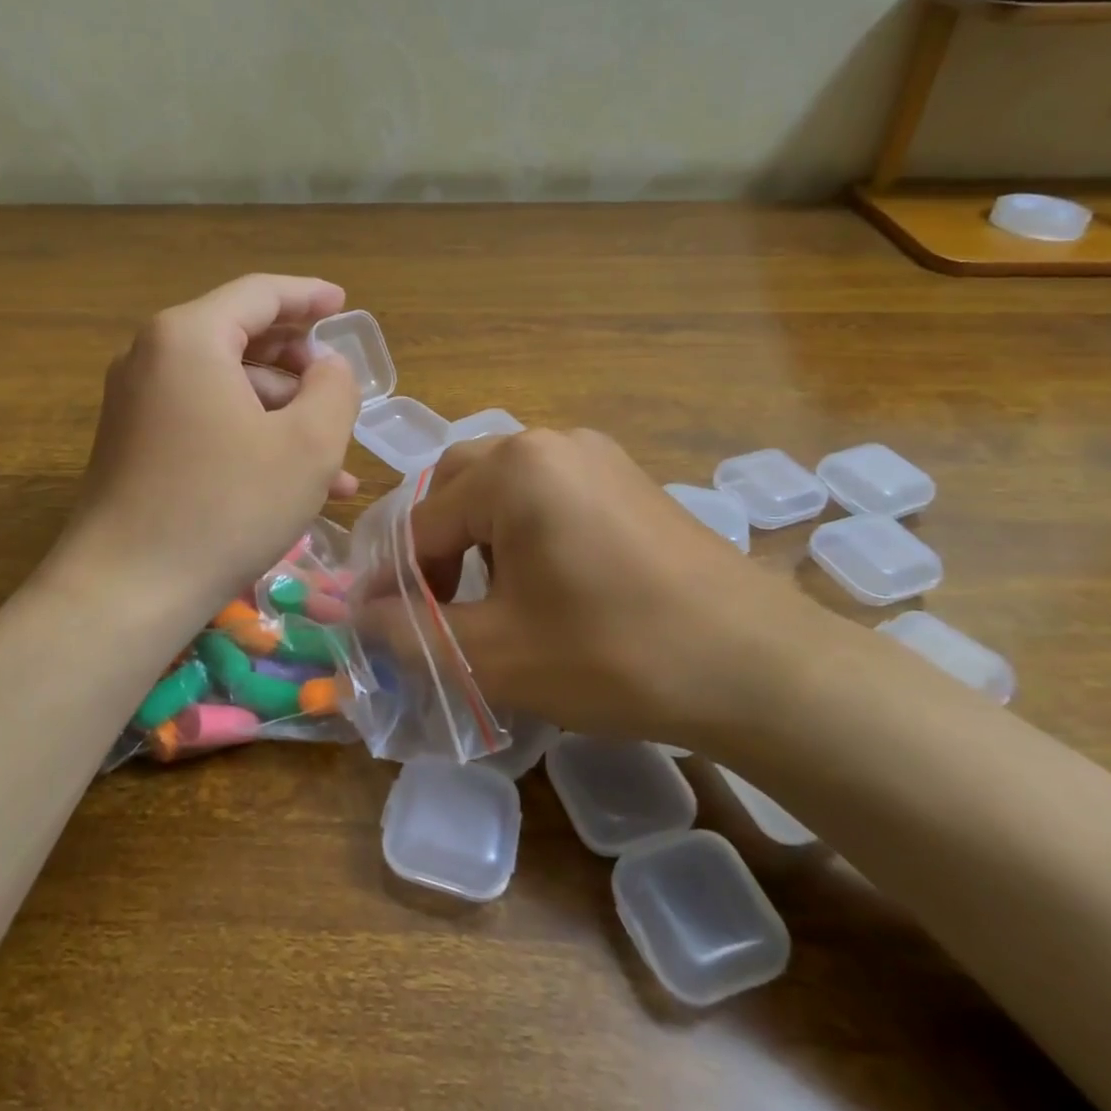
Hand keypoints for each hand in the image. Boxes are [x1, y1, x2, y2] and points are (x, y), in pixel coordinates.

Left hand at [65, 275, 361, 608]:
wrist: (126, 591)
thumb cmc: (227, 507)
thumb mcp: (308, 444)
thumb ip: (334, 388)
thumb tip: (328, 366)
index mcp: (189, 337)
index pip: (260, 294)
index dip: (309, 295)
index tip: (345, 304)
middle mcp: (153, 357)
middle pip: (241, 338)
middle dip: (299, 364)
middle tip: (339, 384)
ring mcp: (138, 403)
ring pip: (228, 388)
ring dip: (283, 415)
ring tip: (336, 460)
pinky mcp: (135, 444)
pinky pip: (206, 421)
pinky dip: (251, 438)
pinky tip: (295, 485)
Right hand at [391, 429, 859, 750]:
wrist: (758, 668)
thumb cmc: (614, 655)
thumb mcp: (496, 653)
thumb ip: (412, 631)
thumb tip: (352, 616)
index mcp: (512, 469)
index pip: (420, 522)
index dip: (393, 579)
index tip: (378, 625)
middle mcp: (548, 443)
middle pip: (455, 488)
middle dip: (432, 548)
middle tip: (432, 606)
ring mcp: (594, 455)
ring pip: (500, 488)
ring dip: (474, 538)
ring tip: (482, 599)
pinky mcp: (626, 478)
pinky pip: (546, 493)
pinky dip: (519, 531)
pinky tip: (539, 583)